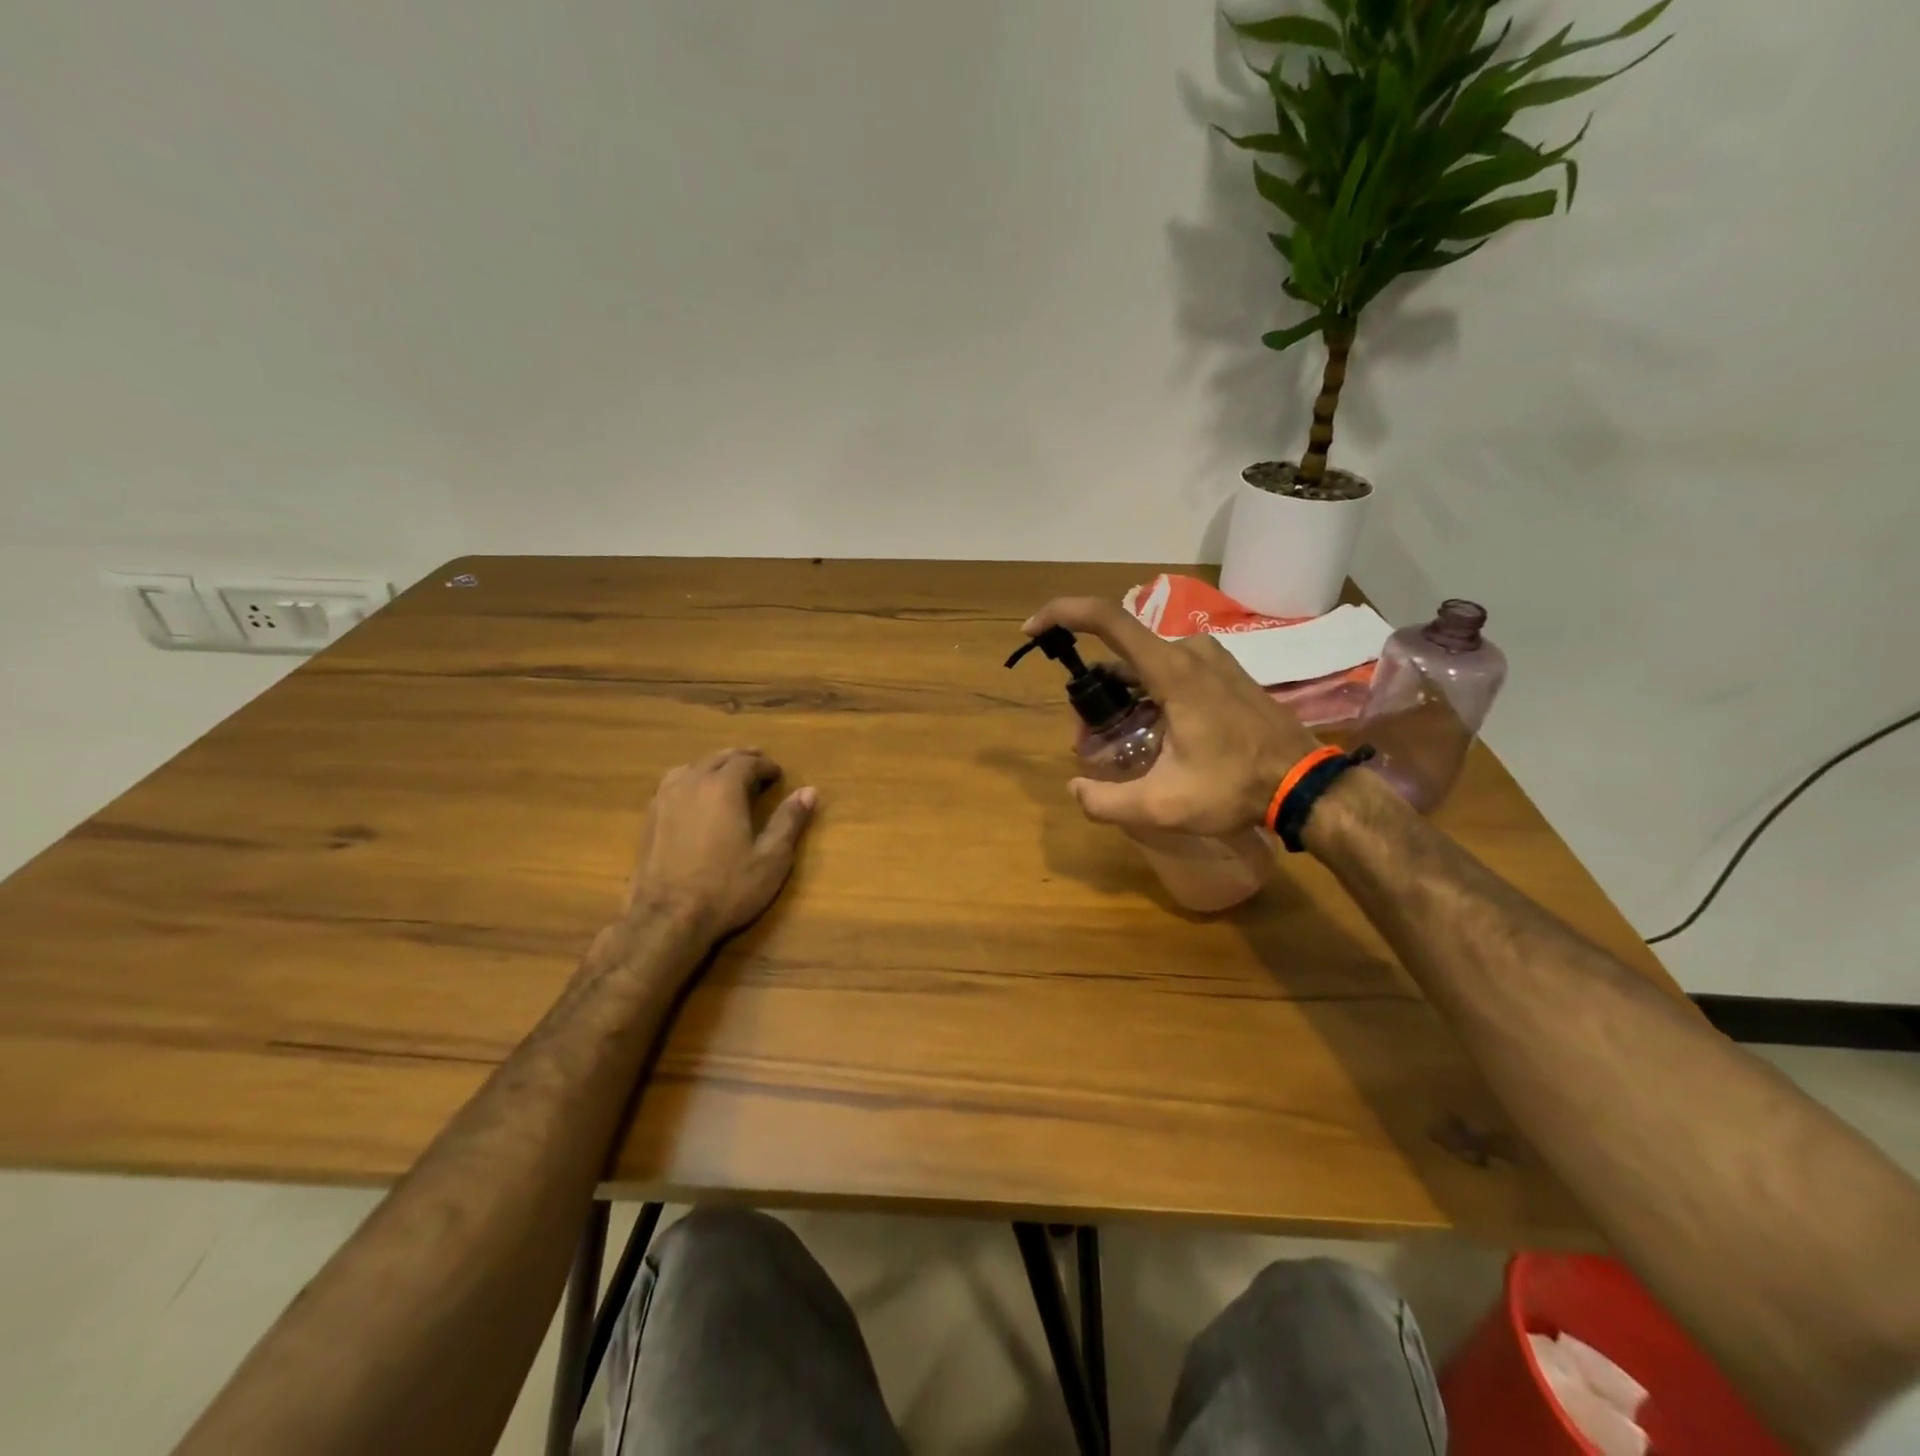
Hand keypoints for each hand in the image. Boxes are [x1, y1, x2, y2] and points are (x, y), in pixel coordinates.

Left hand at [623, 749, 816, 944]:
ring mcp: (665, 799)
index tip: (778, 775)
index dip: (765, 765)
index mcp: (723, 787)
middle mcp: (692, 783)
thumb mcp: (771, 858)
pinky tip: (695, 797)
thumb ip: (789, 820)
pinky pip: (673, 784)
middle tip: (757, 767)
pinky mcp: (649, 818)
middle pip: (718, 757)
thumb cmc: (726, 888)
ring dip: (713, 766)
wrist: (666, 918)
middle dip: (741, 759)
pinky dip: (691, 780)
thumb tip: (809, 791)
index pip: (747, 762)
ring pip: (692, 767)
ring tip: (726, 776)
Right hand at [1023, 597, 1321, 834]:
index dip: (1063, 614)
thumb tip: (1074, 790)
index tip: (1034, 630)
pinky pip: (1170, 669)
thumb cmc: (1234, 788)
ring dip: (1119, 695)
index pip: (1107, 619)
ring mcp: (1211, 658)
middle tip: (1086, 739)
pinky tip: (1150, 732)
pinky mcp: (1224, 671)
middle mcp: (1190, 651)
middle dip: (1092, 691)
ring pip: (1144, 663)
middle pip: (1120, 654)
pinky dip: (1146, 692)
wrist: (1305, 784)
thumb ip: (1107, 802)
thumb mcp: (1163, 806)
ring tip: (1115, 741)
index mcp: (1172, 671)